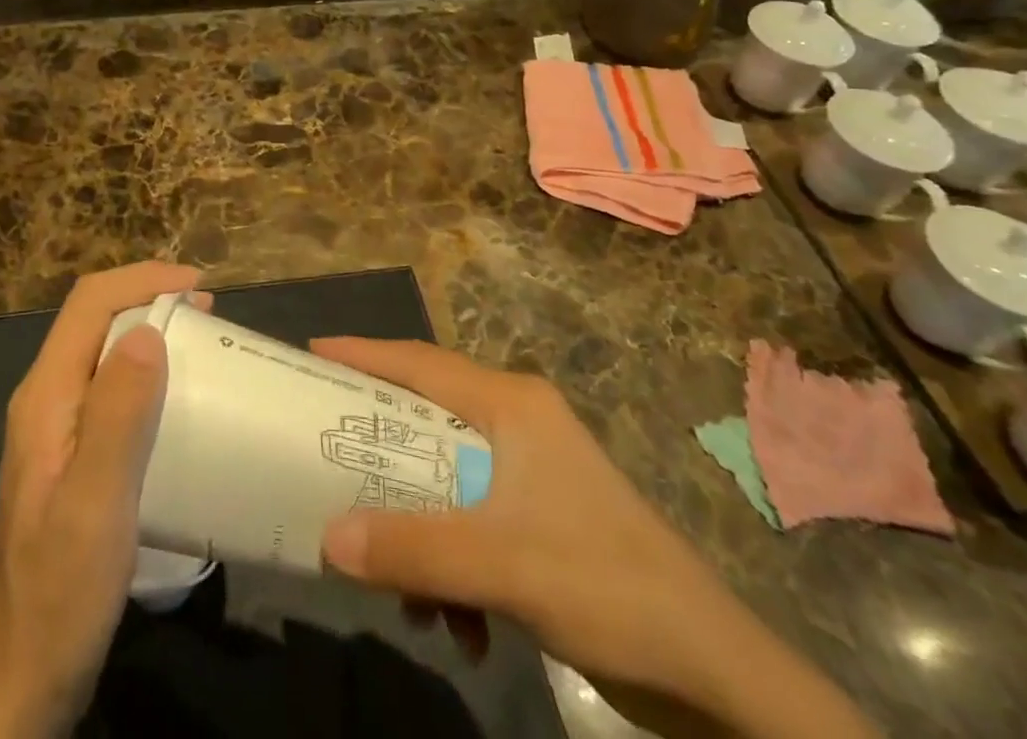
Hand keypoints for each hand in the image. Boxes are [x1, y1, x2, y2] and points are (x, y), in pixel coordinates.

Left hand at [0, 262, 200, 738]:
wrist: (22, 678)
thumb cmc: (60, 591)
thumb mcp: (94, 502)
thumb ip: (117, 414)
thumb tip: (148, 330)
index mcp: (46, 396)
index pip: (89, 304)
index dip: (143, 279)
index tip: (200, 287)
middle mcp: (47, 399)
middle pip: (95, 320)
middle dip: (151, 299)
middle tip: (211, 315)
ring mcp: (57, 429)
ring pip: (104, 352)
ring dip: (152, 334)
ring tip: (204, 345)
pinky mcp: (73, 456)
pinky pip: (112, 390)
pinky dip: (149, 374)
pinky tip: (179, 400)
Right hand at [314, 339, 877, 738]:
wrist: (716, 674)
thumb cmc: (607, 586)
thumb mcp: (501, 566)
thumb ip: (413, 549)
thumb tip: (327, 538)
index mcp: (511, 405)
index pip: (420, 362)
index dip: (363, 354)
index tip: (310, 353)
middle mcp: (518, 423)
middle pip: (426, 421)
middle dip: (380, 456)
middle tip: (325, 459)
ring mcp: (532, 472)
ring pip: (445, 480)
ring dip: (419, 533)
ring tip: (403, 593)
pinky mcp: (542, 519)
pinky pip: (471, 522)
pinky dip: (454, 566)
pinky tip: (460, 628)